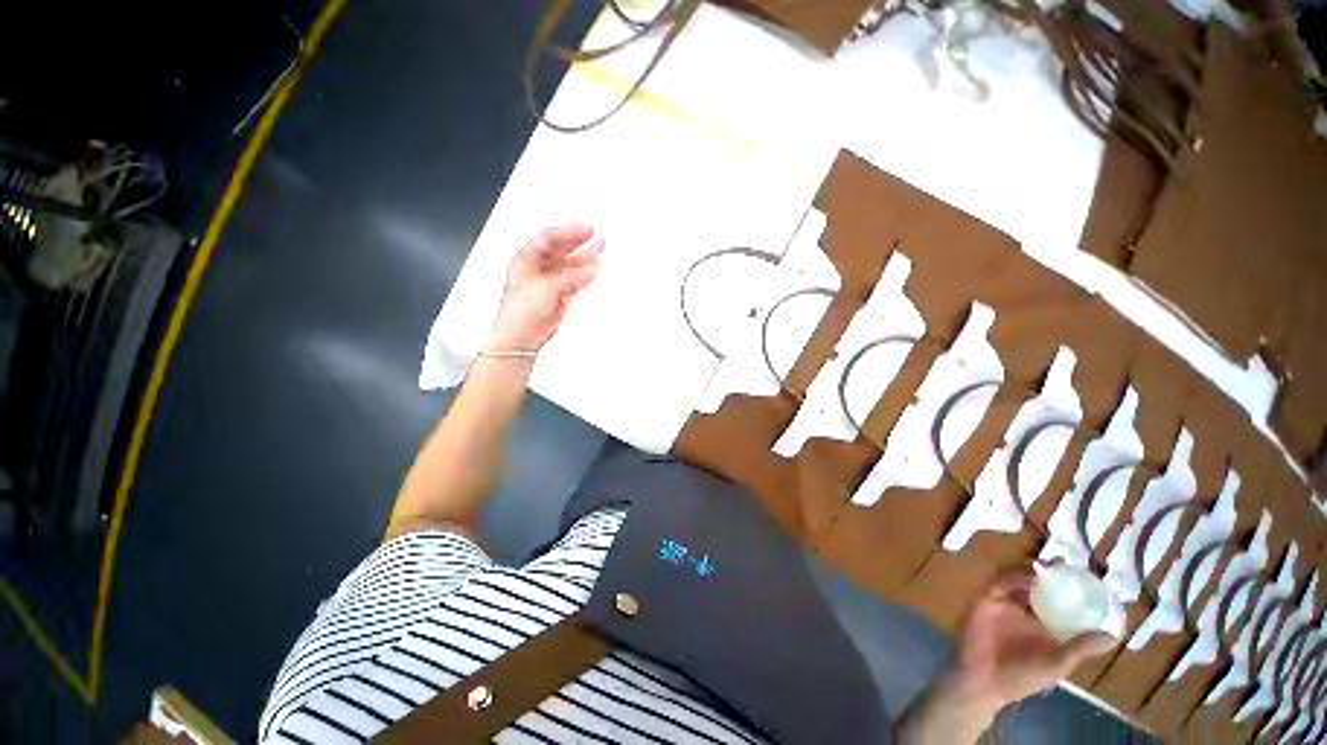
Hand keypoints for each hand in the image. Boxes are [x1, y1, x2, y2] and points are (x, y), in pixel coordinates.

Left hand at [487, 223, 604, 351]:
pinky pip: (576, 279)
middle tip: (595, 233)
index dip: (566, 231)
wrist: (522, 337)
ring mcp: (551, 280)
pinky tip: (596, 268)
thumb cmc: (521, 311)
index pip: (547, 238)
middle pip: (560, 248)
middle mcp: (538, 267)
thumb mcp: (546, 288)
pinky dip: (586, 274)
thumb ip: (570, 277)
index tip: (584, 228)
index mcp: (526, 259)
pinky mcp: (560, 293)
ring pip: (570, 263)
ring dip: (585, 256)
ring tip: (601, 247)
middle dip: (578, 240)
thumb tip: (591, 269)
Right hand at [952, 571, 1114, 710]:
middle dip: (1053, 573)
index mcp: (1045, 626)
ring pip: (1019, 579)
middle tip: (1066, 563)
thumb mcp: (1056, 665)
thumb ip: (1079, 648)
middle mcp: (1027, 611)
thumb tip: (1112, 635)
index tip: (1089, 579)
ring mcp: (1006, 604)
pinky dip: (1014, 577)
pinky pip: (1001, 582)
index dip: (1073, 590)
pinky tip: (1030, 577)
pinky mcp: (987, 599)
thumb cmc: (1021, 677)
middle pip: (1041, 586)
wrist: (982, 680)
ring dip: (1034, 571)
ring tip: (1050, 565)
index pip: (1061, 602)